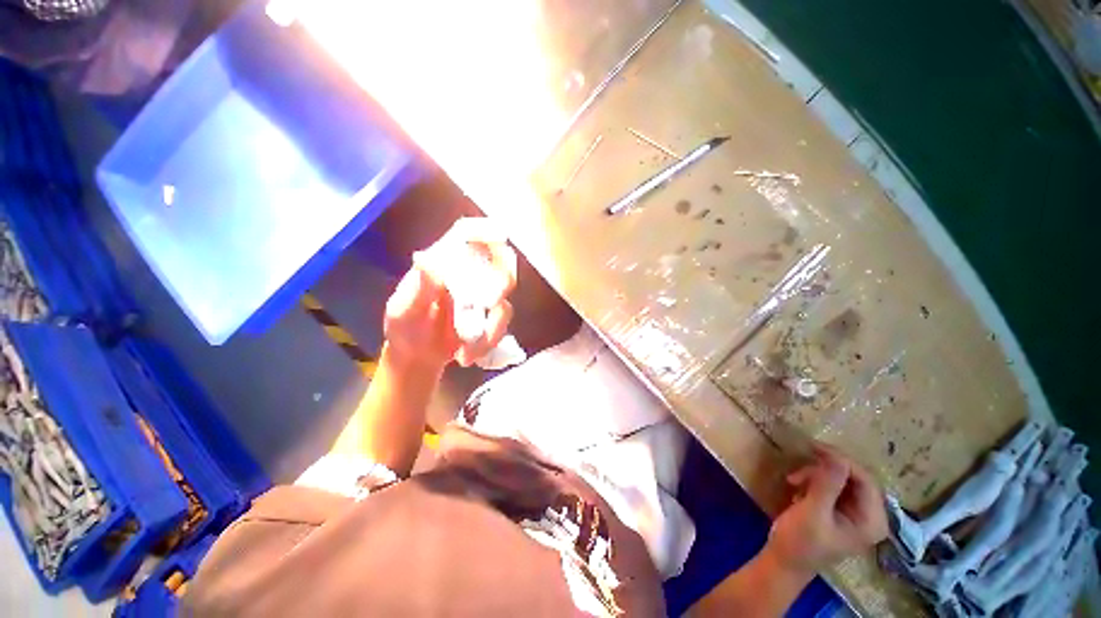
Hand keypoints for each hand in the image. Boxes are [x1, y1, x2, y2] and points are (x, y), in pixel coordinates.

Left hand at [384, 218, 516, 369]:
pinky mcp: (490, 316)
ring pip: (504, 298)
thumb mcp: (402, 312)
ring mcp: (481, 296)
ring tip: (467, 349)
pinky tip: (469, 355)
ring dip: (492, 326)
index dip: (484, 232)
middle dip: (498, 286)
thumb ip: (417, 290)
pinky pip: (503, 322)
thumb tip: (425, 259)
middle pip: (498, 264)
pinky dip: (490, 340)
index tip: (500, 237)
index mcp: (442, 263)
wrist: (417, 359)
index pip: (465, 236)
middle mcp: (466, 274)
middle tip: (489, 305)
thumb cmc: (405, 331)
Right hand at [766, 443, 887, 577]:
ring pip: (841, 478)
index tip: (814, 448)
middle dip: (826, 468)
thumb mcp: (812, 512)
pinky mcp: (839, 510)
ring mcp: (854, 513)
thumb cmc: (800, 541)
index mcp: (871, 520)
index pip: (865, 480)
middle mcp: (869, 515)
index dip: (842, 461)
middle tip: (803, 459)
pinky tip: (797, 487)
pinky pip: (832, 485)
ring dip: (816, 474)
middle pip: (855, 477)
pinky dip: (813, 481)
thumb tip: (836, 455)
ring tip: (794, 480)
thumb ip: (827, 485)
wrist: (784, 561)